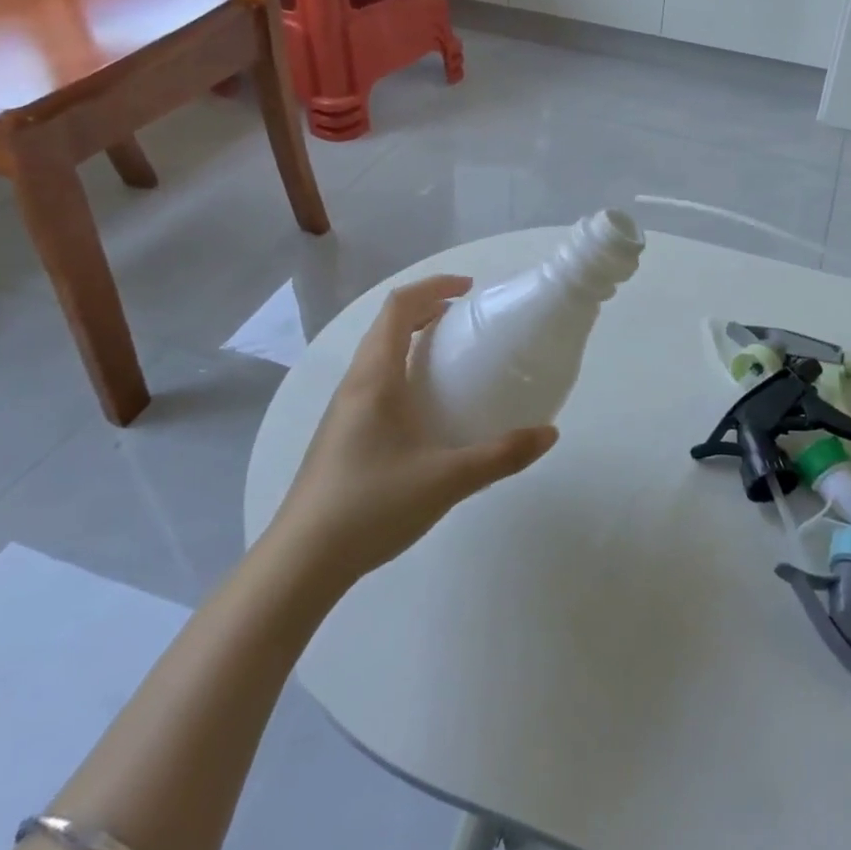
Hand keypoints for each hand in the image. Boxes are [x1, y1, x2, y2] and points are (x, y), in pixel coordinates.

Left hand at [272, 275, 557, 586]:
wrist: (301, 562)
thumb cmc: (372, 506)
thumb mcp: (448, 480)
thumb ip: (502, 455)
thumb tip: (550, 434)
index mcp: (375, 378)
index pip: (399, 307)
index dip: (434, 287)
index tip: (470, 290)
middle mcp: (355, 384)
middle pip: (386, 325)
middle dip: (426, 310)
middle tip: (466, 321)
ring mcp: (343, 411)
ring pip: (377, 354)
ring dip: (412, 340)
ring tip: (451, 360)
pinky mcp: (340, 436)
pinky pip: (374, 382)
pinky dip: (403, 370)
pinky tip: (426, 410)